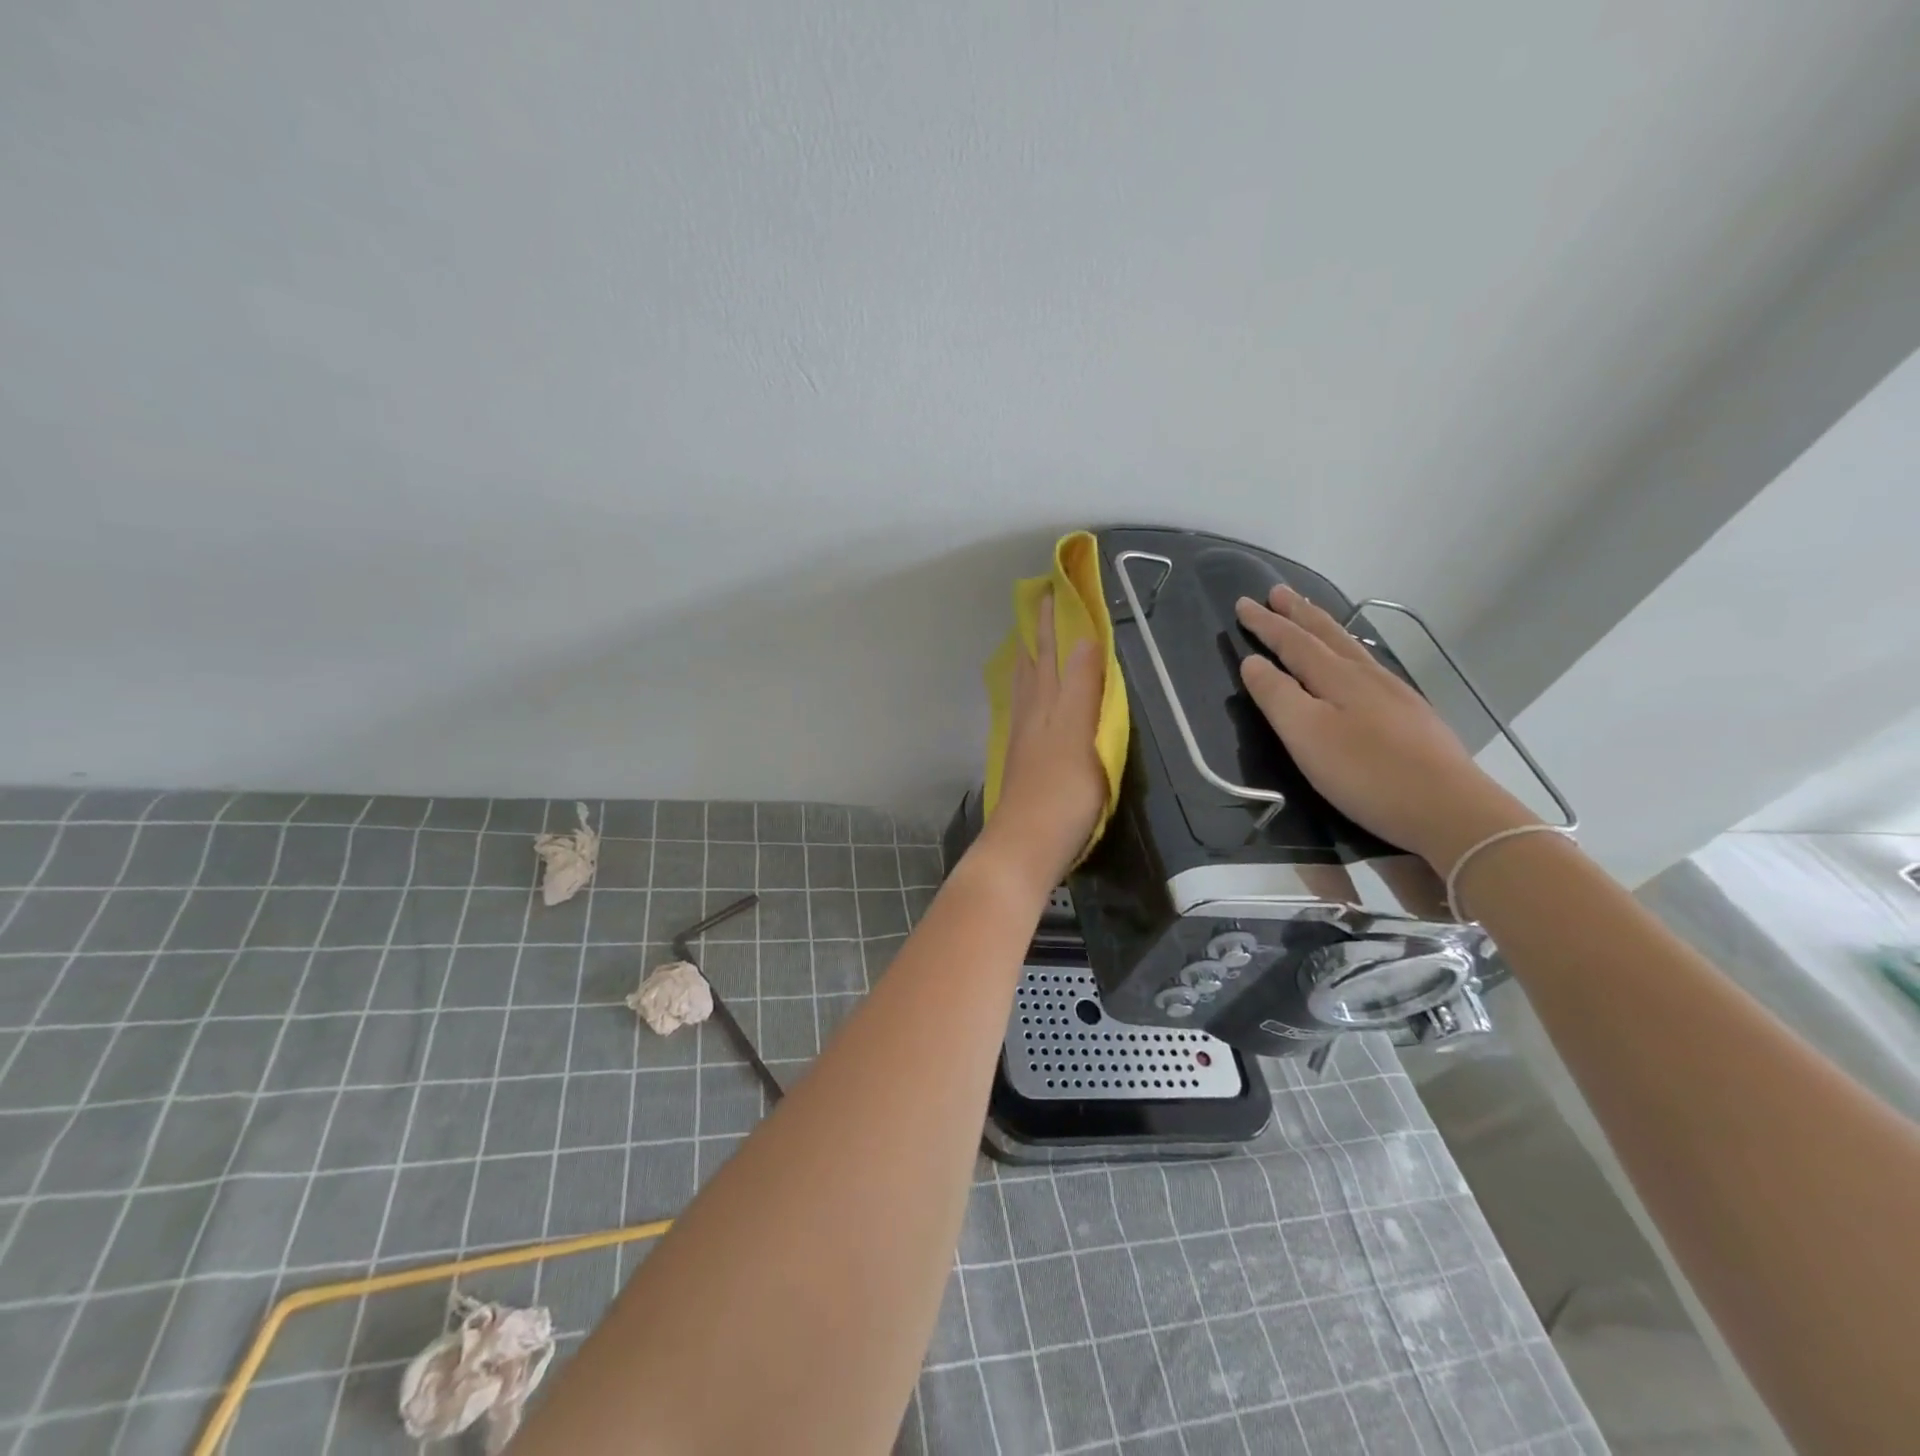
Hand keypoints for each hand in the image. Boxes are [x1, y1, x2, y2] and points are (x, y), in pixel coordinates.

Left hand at [982, 592, 1105, 887]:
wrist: (1027, 845)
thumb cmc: (1063, 793)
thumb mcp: (1080, 735)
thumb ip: (1082, 687)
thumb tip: (1085, 638)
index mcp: (1047, 704)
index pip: (1051, 653)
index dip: (1053, 623)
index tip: (1053, 590)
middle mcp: (1031, 714)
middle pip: (1033, 666)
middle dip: (1037, 635)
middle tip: (1039, 605)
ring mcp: (1024, 739)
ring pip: (1024, 688)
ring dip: (1029, 660)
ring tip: (1029, 642)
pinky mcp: (1023, 761)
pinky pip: (1024, 710)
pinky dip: (1027, 691)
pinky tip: (1029, 699)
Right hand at [1234, 586, 1537, 870]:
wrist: (1449, 808)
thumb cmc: (1366, 772)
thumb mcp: (1306, 735)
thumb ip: (1277, 696)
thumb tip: (1252, 662)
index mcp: (1337, 678)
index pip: (1293, 642)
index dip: (1266, 624)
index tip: (1243, 604)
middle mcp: (1367, 676)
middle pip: (1327, 636)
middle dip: (1299, 613)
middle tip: (1278, 591)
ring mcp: (1394, 694)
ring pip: (1352, 649)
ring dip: (1325, 628)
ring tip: (1311, 615)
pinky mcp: (1411, 717)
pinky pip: (1370, 667)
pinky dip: (1350, 653)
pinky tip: (1354, 663)